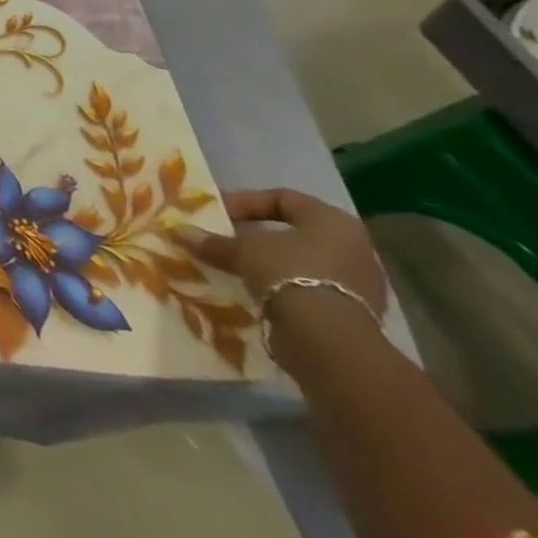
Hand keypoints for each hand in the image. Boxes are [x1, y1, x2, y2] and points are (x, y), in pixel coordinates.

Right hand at [183, 187, 388, 315]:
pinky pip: (308, 290)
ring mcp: (359, 284)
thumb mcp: (242, 249)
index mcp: (332, 220)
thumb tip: (178, 232)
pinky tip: (255, 293)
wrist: (329, 339)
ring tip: (234, 269)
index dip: (245, 202)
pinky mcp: (353, 314)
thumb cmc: (288, 272)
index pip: (283, 198)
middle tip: (224, 240)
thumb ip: (214, 241)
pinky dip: (282, 289)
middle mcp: (353, 247)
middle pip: (294, 233)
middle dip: (256, 236)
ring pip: (301, 263)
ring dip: (268, 265)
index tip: (218, 213)